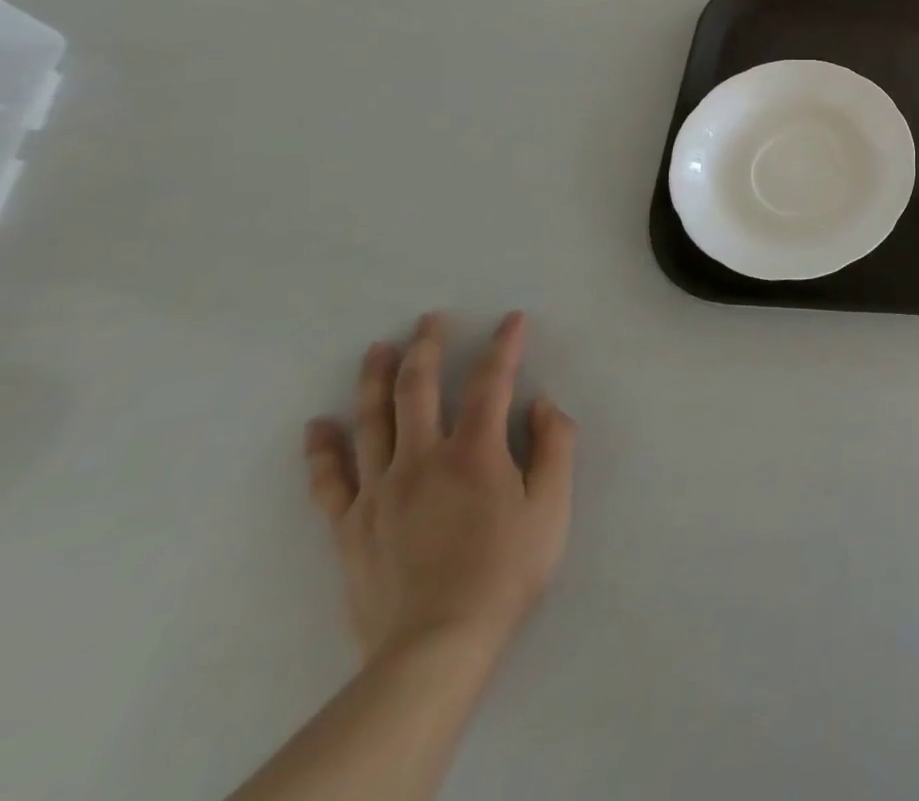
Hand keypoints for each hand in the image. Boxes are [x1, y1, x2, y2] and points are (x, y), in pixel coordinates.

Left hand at [303, 312, 576, 669]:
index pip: (492, 381)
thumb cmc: (507, 570)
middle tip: (429, 318)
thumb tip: (541, 403)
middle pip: (418, 389)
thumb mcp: (553, 506)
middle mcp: (422, 459)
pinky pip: (330, 479)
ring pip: (372, 422)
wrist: (436, 646)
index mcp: (475, 452)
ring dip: (375, 379)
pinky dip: (322, 449)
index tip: (513, 320)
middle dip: (427, 347)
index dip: (504, 345)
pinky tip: (317, 426)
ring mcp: (379, 492)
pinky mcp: (350, 526)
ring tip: (377, 348)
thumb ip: (555, 446)